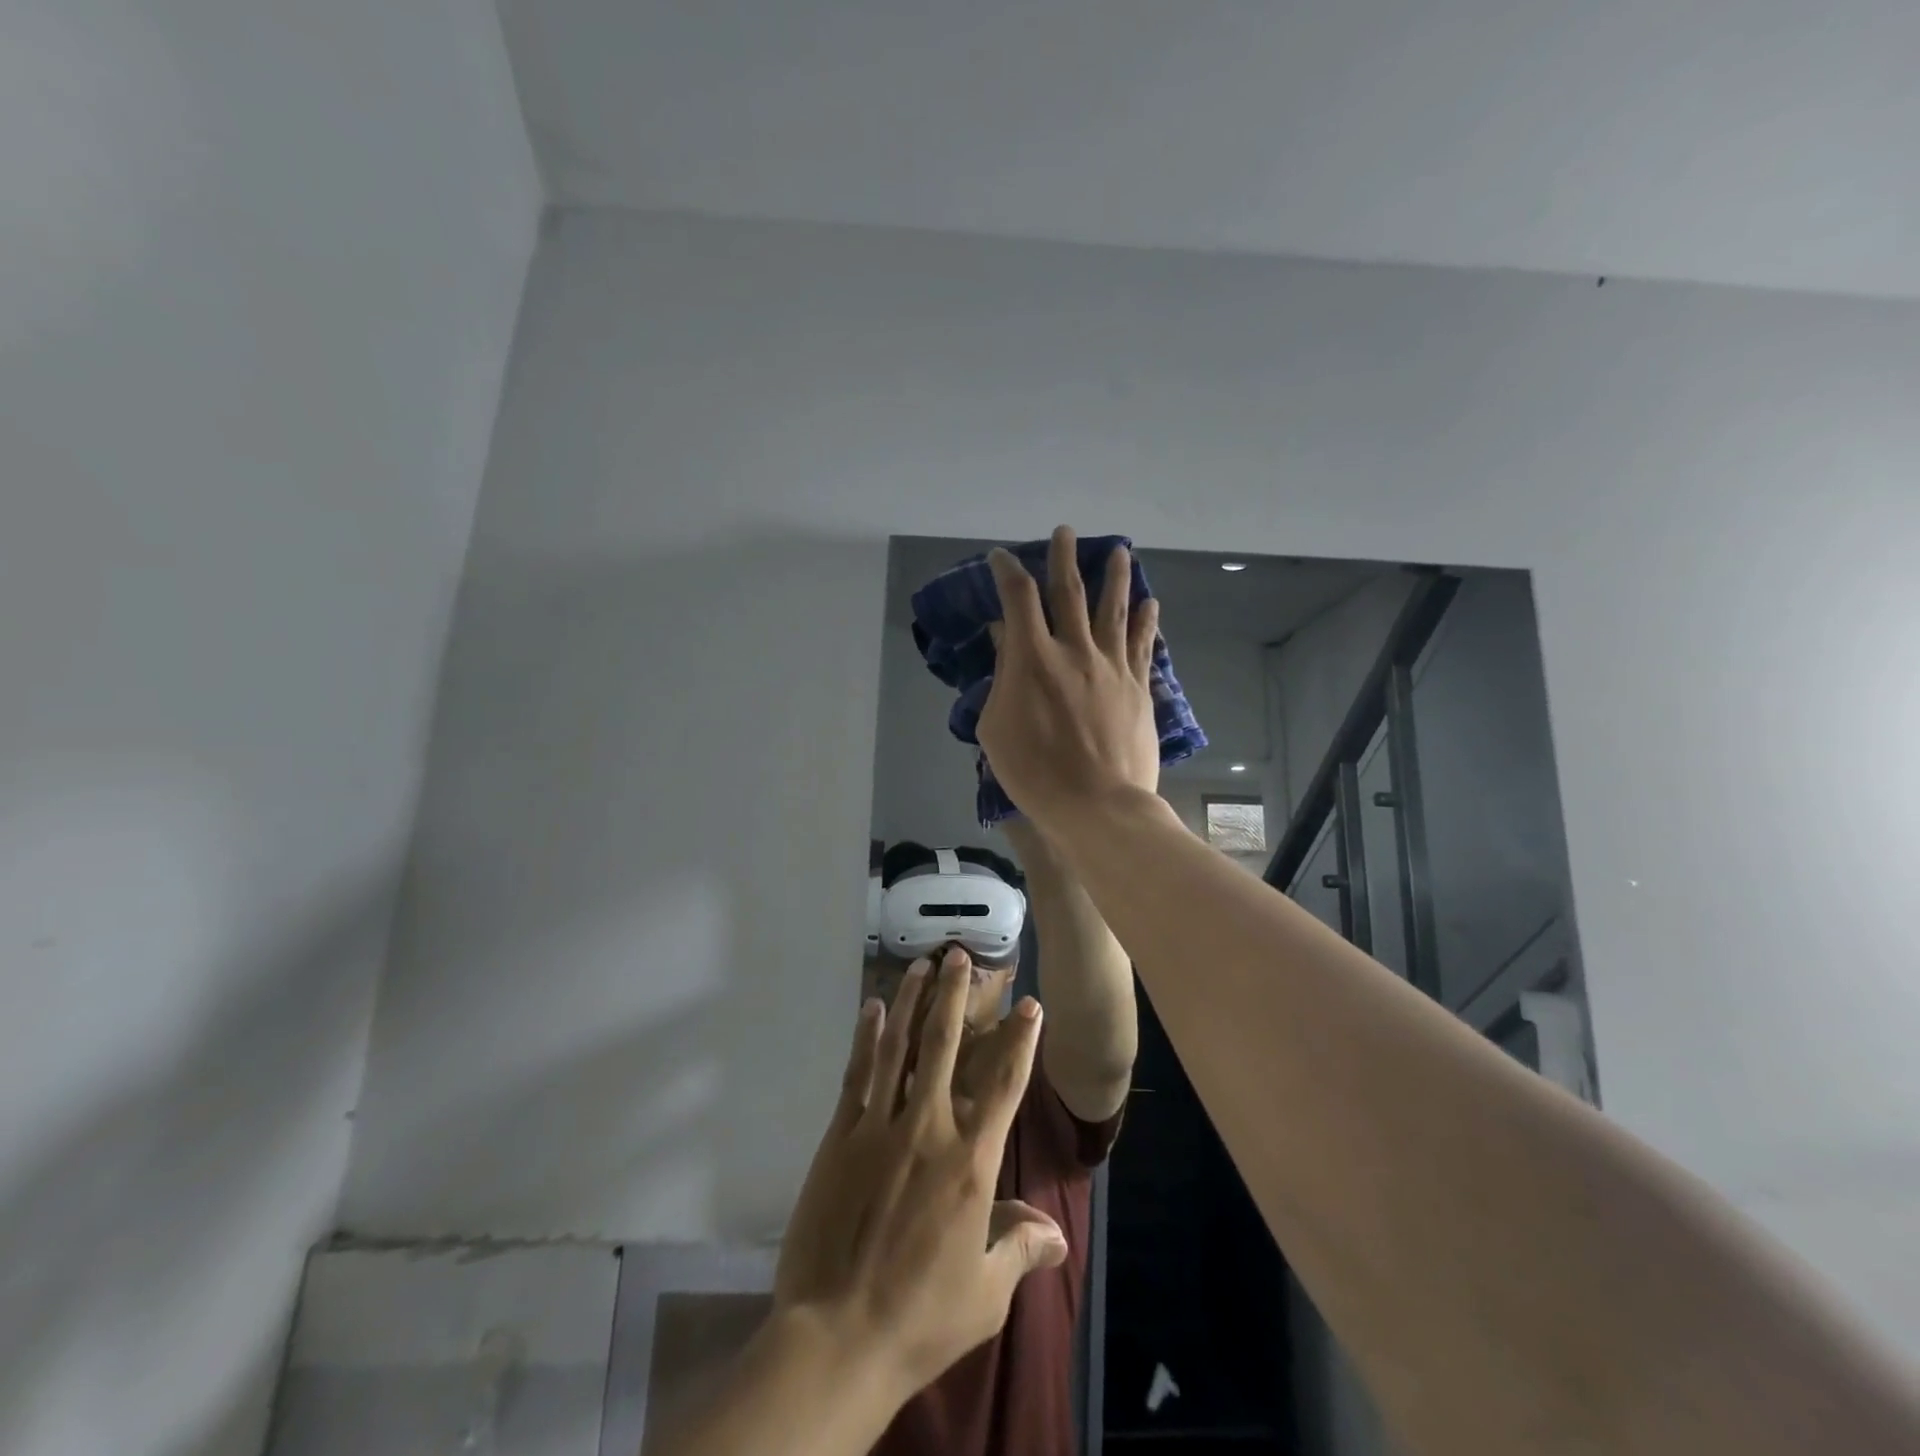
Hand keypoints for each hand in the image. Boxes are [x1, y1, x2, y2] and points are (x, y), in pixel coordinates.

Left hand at [773, 951, 1068, 1399]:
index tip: (1030, 1005)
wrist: (837, 1337)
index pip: (1004, 1086)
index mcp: (971, 1162)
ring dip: (910, 1001)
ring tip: (919, 965)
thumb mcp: (985, 1292)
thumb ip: (1020, 1249)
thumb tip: (1056, 1232)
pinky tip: (870, 1008)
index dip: (1020, 1041)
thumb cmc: (921, 1316)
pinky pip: (858, 1073)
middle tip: (958, 956)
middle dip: (955, 995)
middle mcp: (928, 1129)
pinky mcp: (841, 1135)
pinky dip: (866, 1037)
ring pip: (898, 1047)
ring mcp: (880, 1126)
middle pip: (945, 1046)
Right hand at [978, 525, 1161, 831]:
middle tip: (1066, 531)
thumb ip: (1002, 676)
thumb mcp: (996, 728)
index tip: (1002, 557)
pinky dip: (1146, 620)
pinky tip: (1151, 603)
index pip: (1019, 598)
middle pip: (1070, 590)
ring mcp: (1112, 666)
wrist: (1097, 805)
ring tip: (1120, 550)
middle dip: (1064, 556)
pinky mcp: (1138, 686)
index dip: (1008, 572)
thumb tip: (1006, 638)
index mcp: (1033, 658)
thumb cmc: (1034, 773)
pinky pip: (1143, 644)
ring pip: (1114, 609)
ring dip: (1115, 576)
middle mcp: (1075, 649)